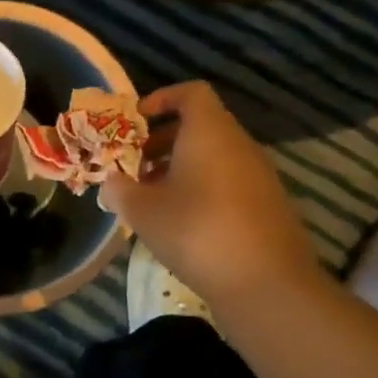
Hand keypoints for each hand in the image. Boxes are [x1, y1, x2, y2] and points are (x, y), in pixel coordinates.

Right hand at [102, 82, 320, 307]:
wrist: (267, 285)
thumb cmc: (197, 231)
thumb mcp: (142, 211)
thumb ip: (120, 190)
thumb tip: (110, 182)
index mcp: (210, 132)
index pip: (191, 93)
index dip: (161, 99)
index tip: (135, 121)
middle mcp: (239, 145)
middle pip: (201, 126)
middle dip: (162, 140)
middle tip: (134, 164)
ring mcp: (259, 176)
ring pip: (214, 156)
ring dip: (180, 168)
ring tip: (151, 196)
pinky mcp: (267, 206)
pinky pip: (228, 181)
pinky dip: (202, 189)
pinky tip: (180, 221)